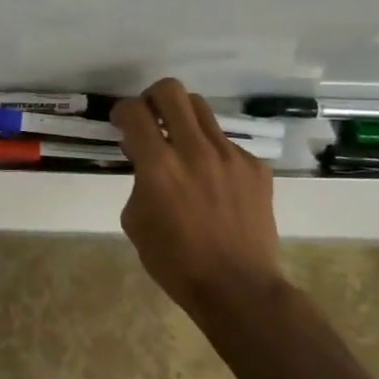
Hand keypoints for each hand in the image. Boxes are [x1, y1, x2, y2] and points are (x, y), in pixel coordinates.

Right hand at [112, 78, 284, 327]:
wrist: (237, 287)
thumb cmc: (174, 260)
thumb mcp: (135, 220)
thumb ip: (138, 180)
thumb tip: (145, 157)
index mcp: (159, 166)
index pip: (135, 112)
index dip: (122, 111)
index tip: (122, 123)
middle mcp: (195, 150)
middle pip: (171, 91)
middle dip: (152, 98)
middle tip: (150, 118)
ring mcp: (231, 156)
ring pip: (202, 110)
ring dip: (183, 119)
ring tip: (180, 144)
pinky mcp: (256, 167)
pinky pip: (227, 143)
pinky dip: (211, 152)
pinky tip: (212, 181)